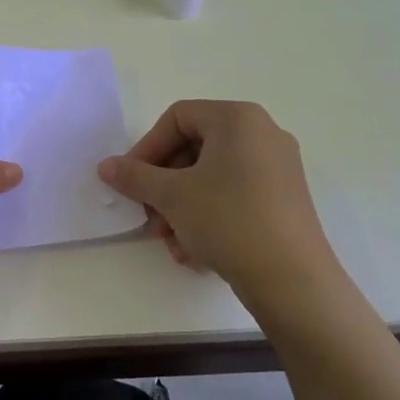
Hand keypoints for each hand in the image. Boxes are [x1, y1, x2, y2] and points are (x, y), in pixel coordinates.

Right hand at [97, 100, 337, 289]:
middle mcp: (263, 134)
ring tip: (171, 242)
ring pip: (211, 178)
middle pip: (194, 148)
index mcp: (238, 119)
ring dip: (181, 207)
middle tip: (149, 217)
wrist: (293, 281)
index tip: (130, 181)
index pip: (178, 118)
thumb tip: (106, 166)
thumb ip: (134, 176)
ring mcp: (278, 168)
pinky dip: (208, 217)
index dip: (147, 148)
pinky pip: (234, 196)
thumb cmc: (228, 221)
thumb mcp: (172, 196)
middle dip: (163, 185)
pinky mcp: (284, 200)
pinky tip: (195, 252)